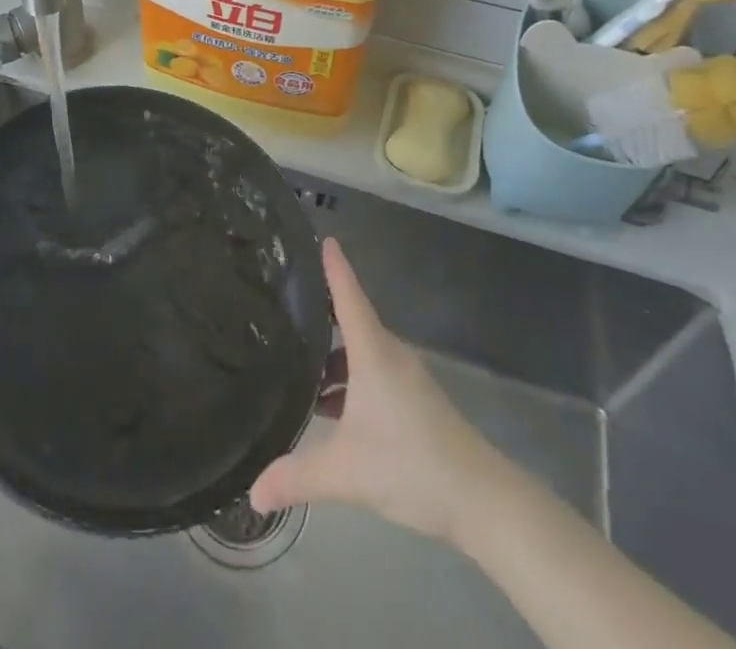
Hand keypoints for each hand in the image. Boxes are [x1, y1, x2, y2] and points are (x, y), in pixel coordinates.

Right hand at [250, 237, 503, 544]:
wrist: (482, 500)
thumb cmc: (412, 464)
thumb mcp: (347, 472)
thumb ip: (297, 477)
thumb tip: (253, 493)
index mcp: (373, 351)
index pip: (348, 294)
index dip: (334, 266)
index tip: (322, 236)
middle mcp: (389, 354)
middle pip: (351, 320)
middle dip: (319, 313)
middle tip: (281, 308)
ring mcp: (405, 378)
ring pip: (361, 352)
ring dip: (332, 358)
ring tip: (297, 369)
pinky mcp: (415, 401)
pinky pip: (373, 373)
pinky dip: (349, 380)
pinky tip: (330, 409)